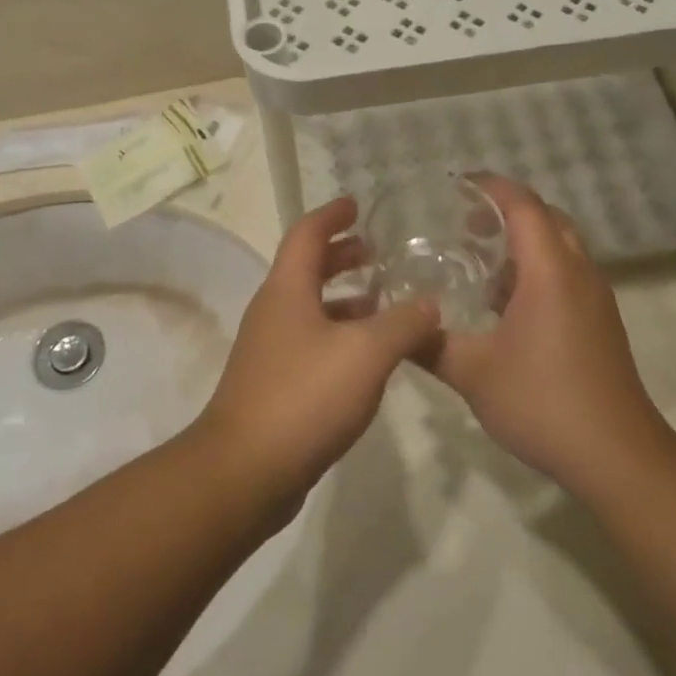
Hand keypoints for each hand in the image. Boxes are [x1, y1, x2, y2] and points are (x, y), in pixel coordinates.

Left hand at [197, 198, 439, 500]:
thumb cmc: (304, 396)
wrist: (246, 470)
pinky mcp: (275, 383)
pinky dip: (340, 334)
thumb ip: (404, 324)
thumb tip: (430, 305)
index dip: (332, 215)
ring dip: (344, 298)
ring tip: (383, 301)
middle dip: (341, 255)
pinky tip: (368, 357)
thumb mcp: (366, 354)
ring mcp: (270, 349)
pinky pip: (312, 342)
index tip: (356, 204)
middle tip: (376, 252)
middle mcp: (273, 311)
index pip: (306, 233)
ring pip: (311, 308)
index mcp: (287, 290)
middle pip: (306, 268)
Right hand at [430, 176, 675, 497]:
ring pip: (560, 247)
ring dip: (523, 241)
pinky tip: (503, 303)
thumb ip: (428, 343)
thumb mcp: (472, 373)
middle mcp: (578, 273)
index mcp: (550, 272)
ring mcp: (594, 298)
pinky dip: (536, 269)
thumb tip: (393, 326)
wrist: (617, 456)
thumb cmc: (543, 402)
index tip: (456, 185)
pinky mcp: (600, 322)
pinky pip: (566, 273)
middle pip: (546, 218)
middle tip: (465, 223)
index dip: (491, 186)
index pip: (523, 205)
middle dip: (506, 211)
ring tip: (478, 258)